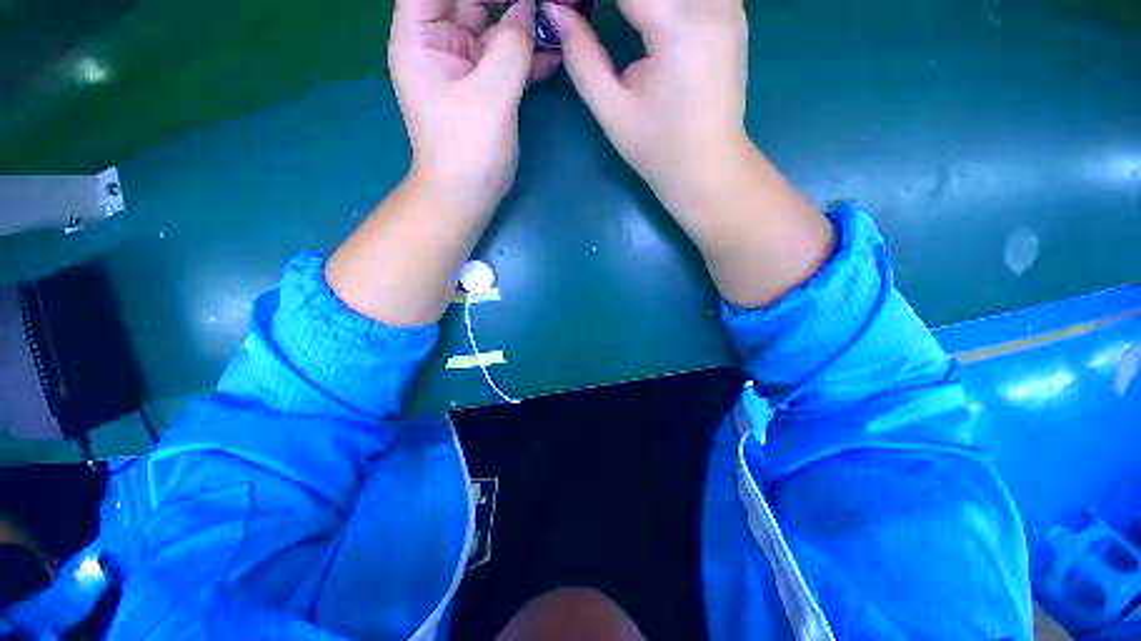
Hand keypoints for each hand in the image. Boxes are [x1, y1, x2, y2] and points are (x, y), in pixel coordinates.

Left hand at [389, 0, 560, 216]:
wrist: (468, 195)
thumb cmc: (467, 150)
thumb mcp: (489, 97)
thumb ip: (511, 48)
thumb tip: (529, 10)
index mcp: (420, 38)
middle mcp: (439, 44)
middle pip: (468, 1)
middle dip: (506, 0)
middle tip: (540, 5)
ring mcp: (464, 66)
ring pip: (493, 28)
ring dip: (523, 24)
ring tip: (553, 21)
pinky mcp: (485, 87)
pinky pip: (506, 59)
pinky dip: (528, 56)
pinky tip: (553, 54)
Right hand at [547, 0, 833, 306]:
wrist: (708, 169)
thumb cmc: (658, 150)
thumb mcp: (613, 112)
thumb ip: (582, 58)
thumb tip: (556, 11)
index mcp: (677, 30)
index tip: (570, 5)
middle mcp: (711, 5)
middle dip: (620, 0)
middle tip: (593, 13)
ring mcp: (729, 7)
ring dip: (646, 0)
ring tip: (626, 21)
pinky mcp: (734, 16)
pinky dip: (669, 1)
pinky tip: (654, 18)